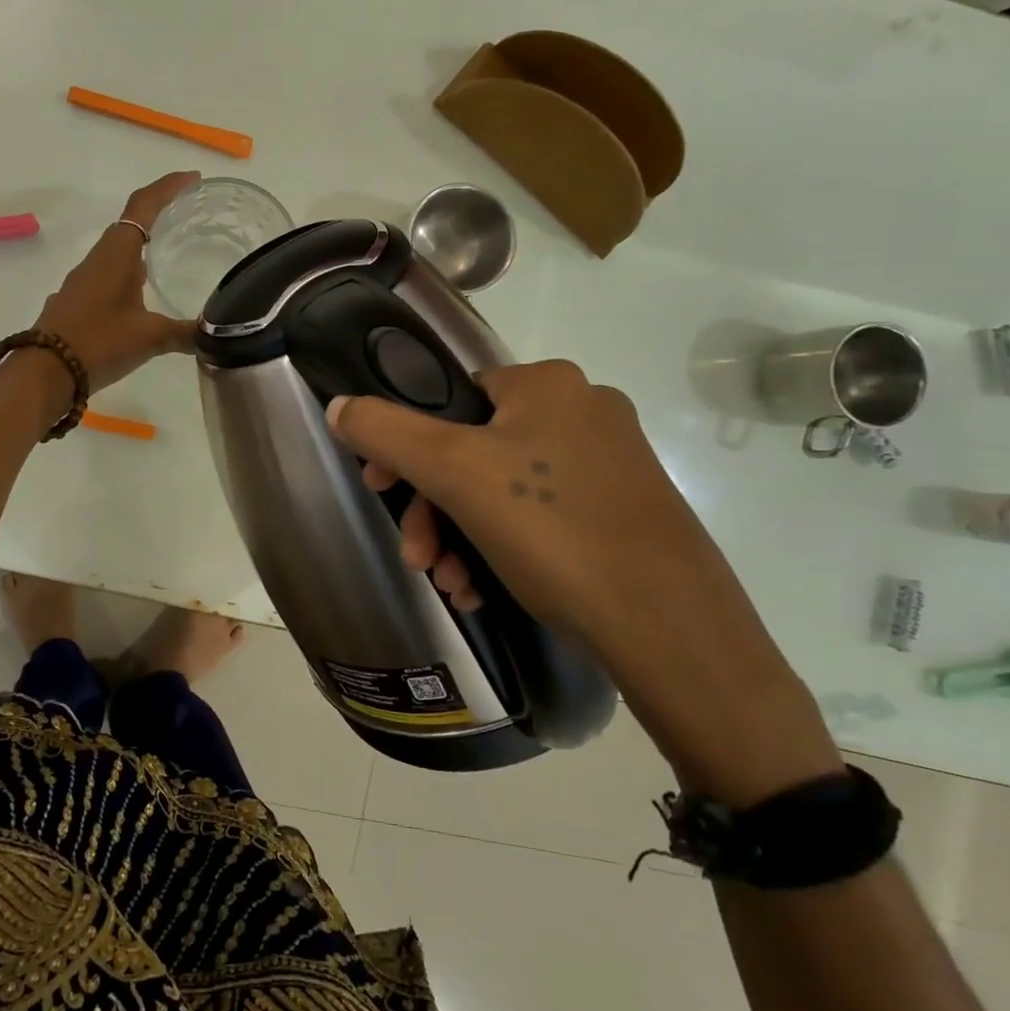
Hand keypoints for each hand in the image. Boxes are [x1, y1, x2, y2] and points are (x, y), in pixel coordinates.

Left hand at [32, 171, 199, 392]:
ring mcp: (82, 280)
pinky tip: (140, 298)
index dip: (169, 188)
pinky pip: (106, 276)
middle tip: (188, 218)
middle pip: (130, 225)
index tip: (193, 180)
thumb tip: (215, 335)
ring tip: (169, 257)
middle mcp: (98, 259)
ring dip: (141, 248)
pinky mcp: (74, 302)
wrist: (45, 372)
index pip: (144, 205)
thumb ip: (185, 333)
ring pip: (116, 253)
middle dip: (158, 216)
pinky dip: (127, 274)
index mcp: (117, 253)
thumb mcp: (150, 337)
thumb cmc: (100, 342)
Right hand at [326, 362, 839, 800]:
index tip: (381, 490)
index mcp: (546, 384)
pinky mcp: (624, 510)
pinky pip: (539, 516)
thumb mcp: (452, 472)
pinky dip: (501, 549)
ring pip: (501, 490)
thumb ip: (385, 431)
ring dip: (460, 536)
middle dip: (432, 508)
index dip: (404, 445)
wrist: (669, 626)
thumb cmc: (552, 529)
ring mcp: (609, 463)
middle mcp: (583, 410)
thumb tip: (339, 406)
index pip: (448, 398)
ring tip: (451, 585)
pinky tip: (485, 591)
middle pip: (470, 450)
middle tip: (417, 557)